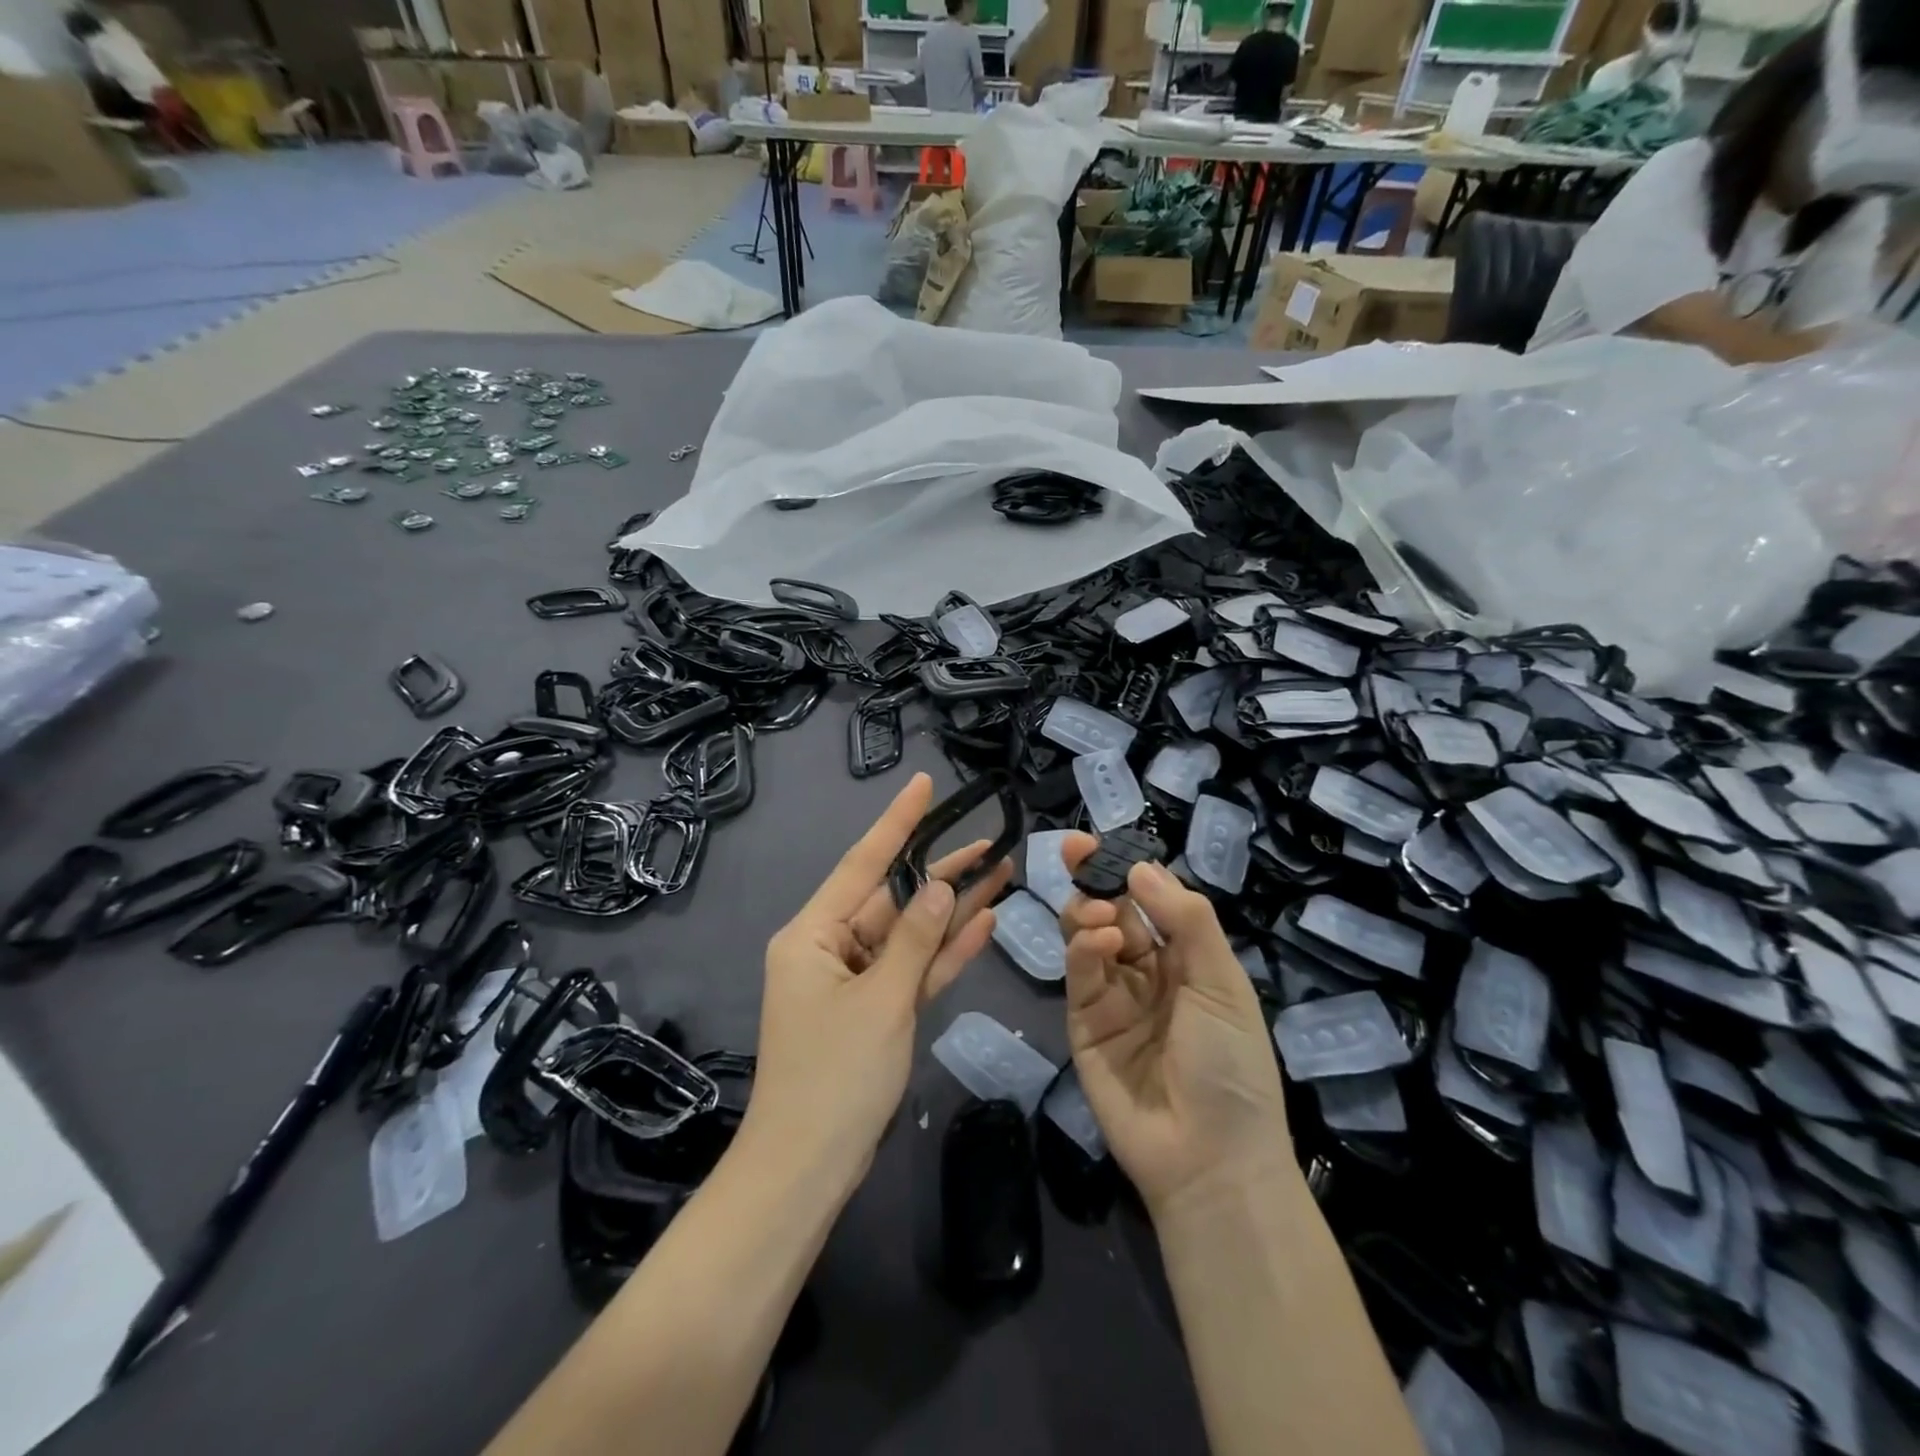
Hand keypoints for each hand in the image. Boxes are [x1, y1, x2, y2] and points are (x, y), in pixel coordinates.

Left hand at [745, 773, 1011, 1189]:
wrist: (809, 1168)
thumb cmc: (835, 1076)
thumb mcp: (881, 1000)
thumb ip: (915, 939)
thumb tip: (943, 888)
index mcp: (814, 933)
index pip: (863, 863)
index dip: (897, 822)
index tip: (924, 784)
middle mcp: (831, 947)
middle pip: (893, 898)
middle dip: (942, 872)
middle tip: (991, 841)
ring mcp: (855, 979)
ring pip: (910, 933)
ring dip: (952, 910)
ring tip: (1001, 874)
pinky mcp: (875, 1009)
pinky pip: (912, 969)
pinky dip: (943, 952)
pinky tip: (984, 923)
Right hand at [1059, 834, 1294, 1216]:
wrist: (1208, 1160)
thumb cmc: (1230, 1067)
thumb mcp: (1222, 984)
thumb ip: (1186, 920)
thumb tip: (1141, 866)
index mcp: (1186, 961)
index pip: (1150, 901)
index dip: (1126, 869)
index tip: (1099, 841)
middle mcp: (1146, 972)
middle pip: (1112, 912)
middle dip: (1095, 880)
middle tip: (1078, 854)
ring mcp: (1112, 998)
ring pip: (1088, 937)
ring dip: (1089, 913)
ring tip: (1100, 916)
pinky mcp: (1083, 1024)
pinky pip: (1080, 974)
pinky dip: (1085, 949)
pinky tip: (1102, 942)